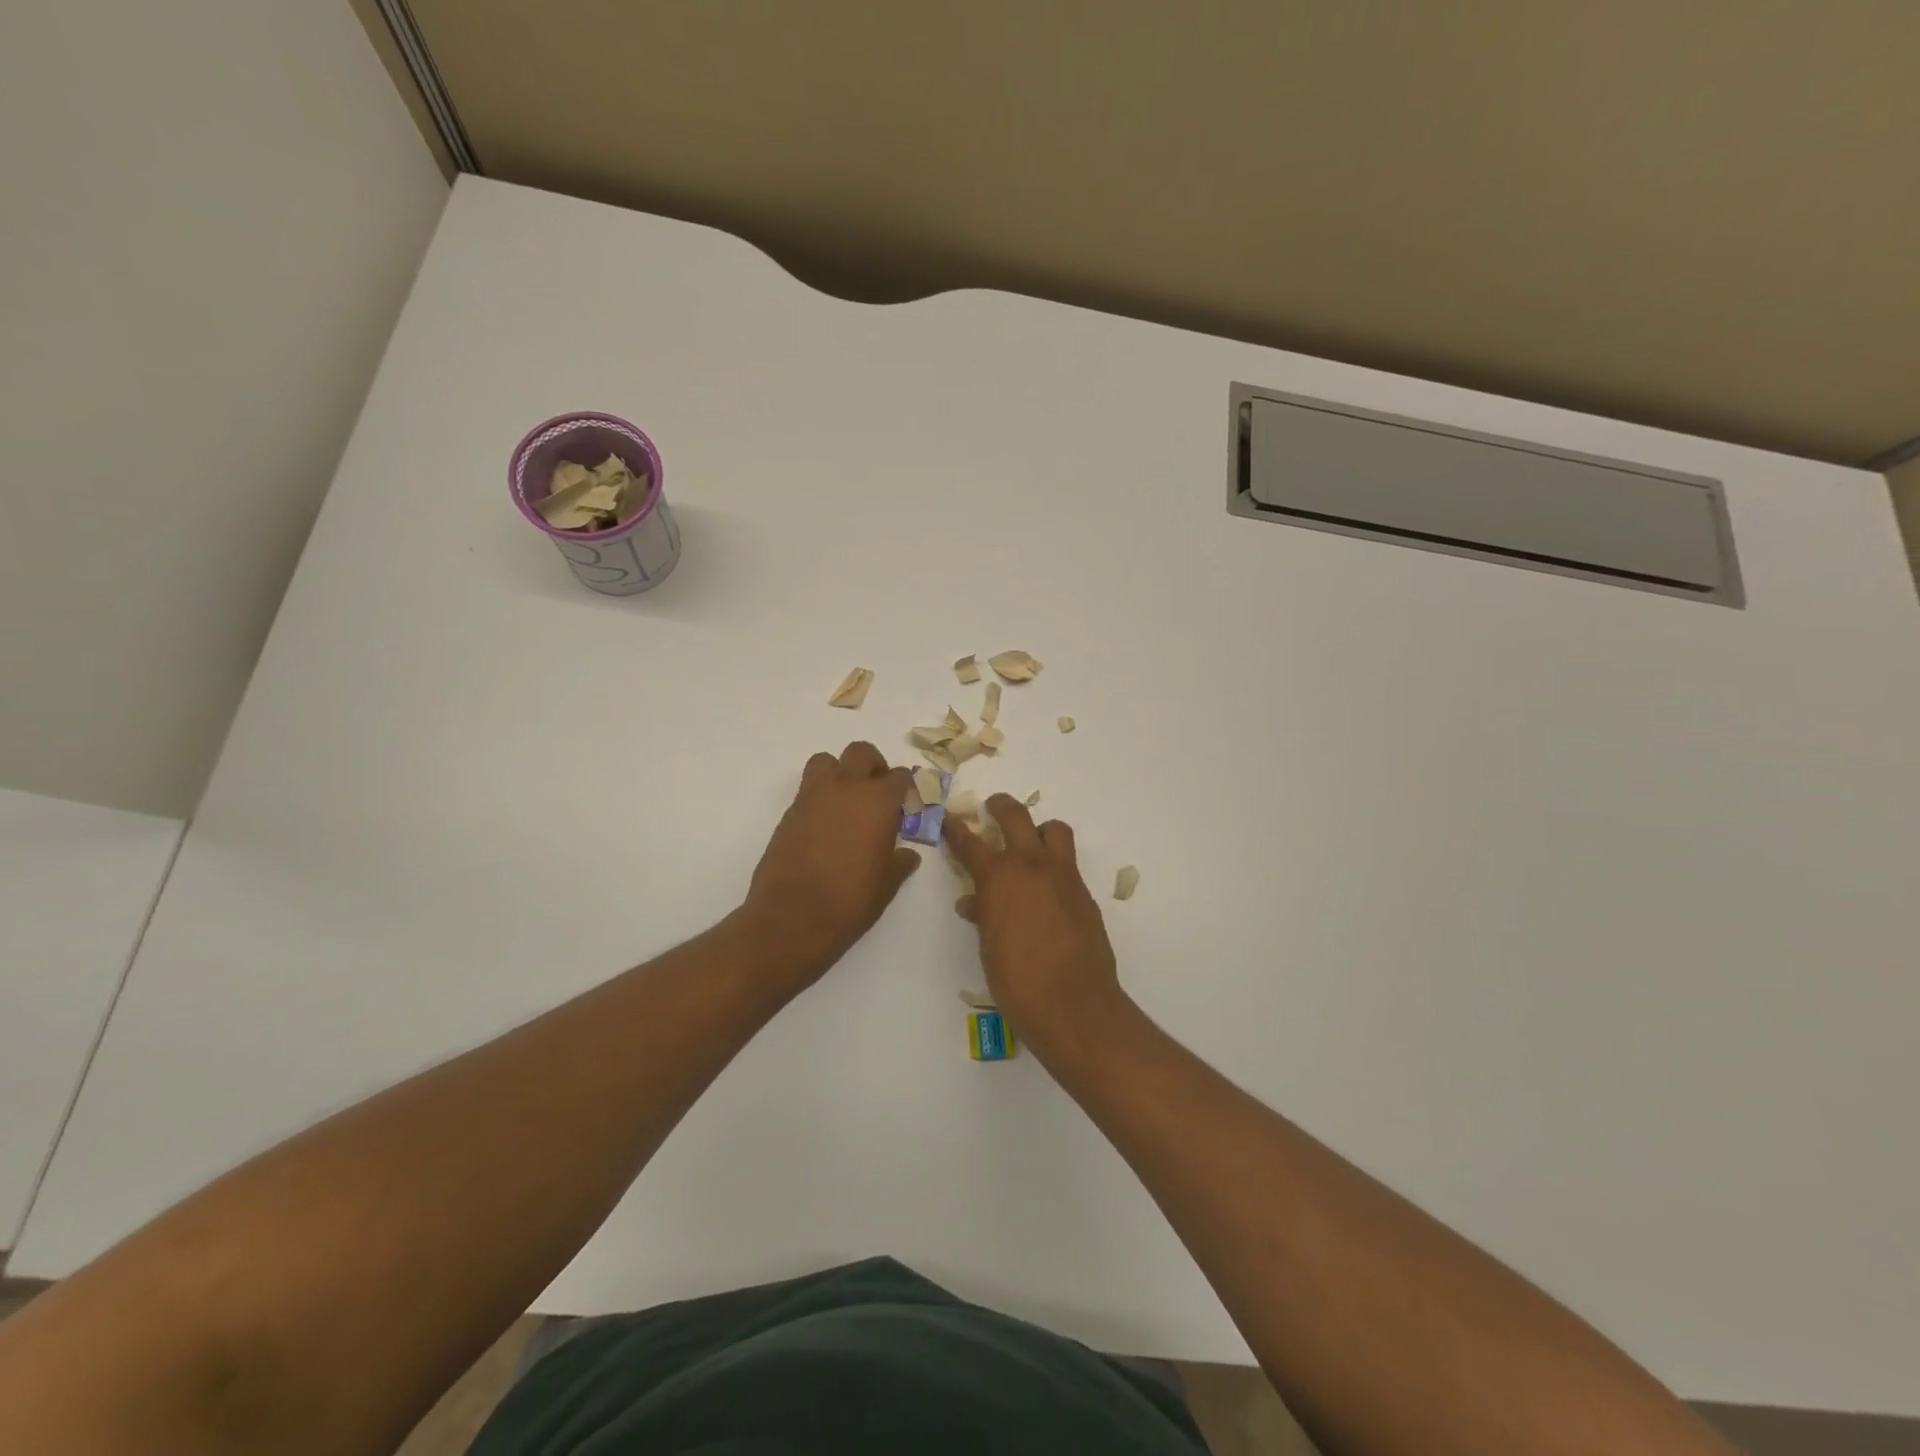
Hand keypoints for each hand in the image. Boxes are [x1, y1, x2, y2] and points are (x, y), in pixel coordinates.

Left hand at [744, 742, 921, 982]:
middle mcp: (845, 788)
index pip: (899, 776)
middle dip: (873, 767)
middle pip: (861, 753)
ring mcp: (812, 797)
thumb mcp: (886, 885)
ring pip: (827, 762)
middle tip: (878, 794)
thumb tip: (907, 855)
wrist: (792, 918)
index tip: (907, 804)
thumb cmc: (849, 901)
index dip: (906, 787)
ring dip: (840, 772)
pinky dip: (820, 797)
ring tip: (847, 802)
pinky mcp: (789, 813)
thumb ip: (899, 863)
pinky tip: (825, 827)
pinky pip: (808, 789)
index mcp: (877, 801)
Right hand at [945, 794, 1124, 1057]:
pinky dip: (1054, 864)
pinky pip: (1068, 863)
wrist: (1072, 1002)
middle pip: (1016, 817)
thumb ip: (982, 915)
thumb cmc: (1017, 980)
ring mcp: (1062, 875)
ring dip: (1039, 830)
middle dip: (1001, 807)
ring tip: (1030, 844)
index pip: (970, 843)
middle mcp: (1031, 866)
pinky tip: (1047, 888)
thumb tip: (973, 902)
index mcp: (998, 877)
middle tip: (993, 807)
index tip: (949, 818)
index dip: (956, 829)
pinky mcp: (1084, 892)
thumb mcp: (988, 946)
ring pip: (1053, 830)